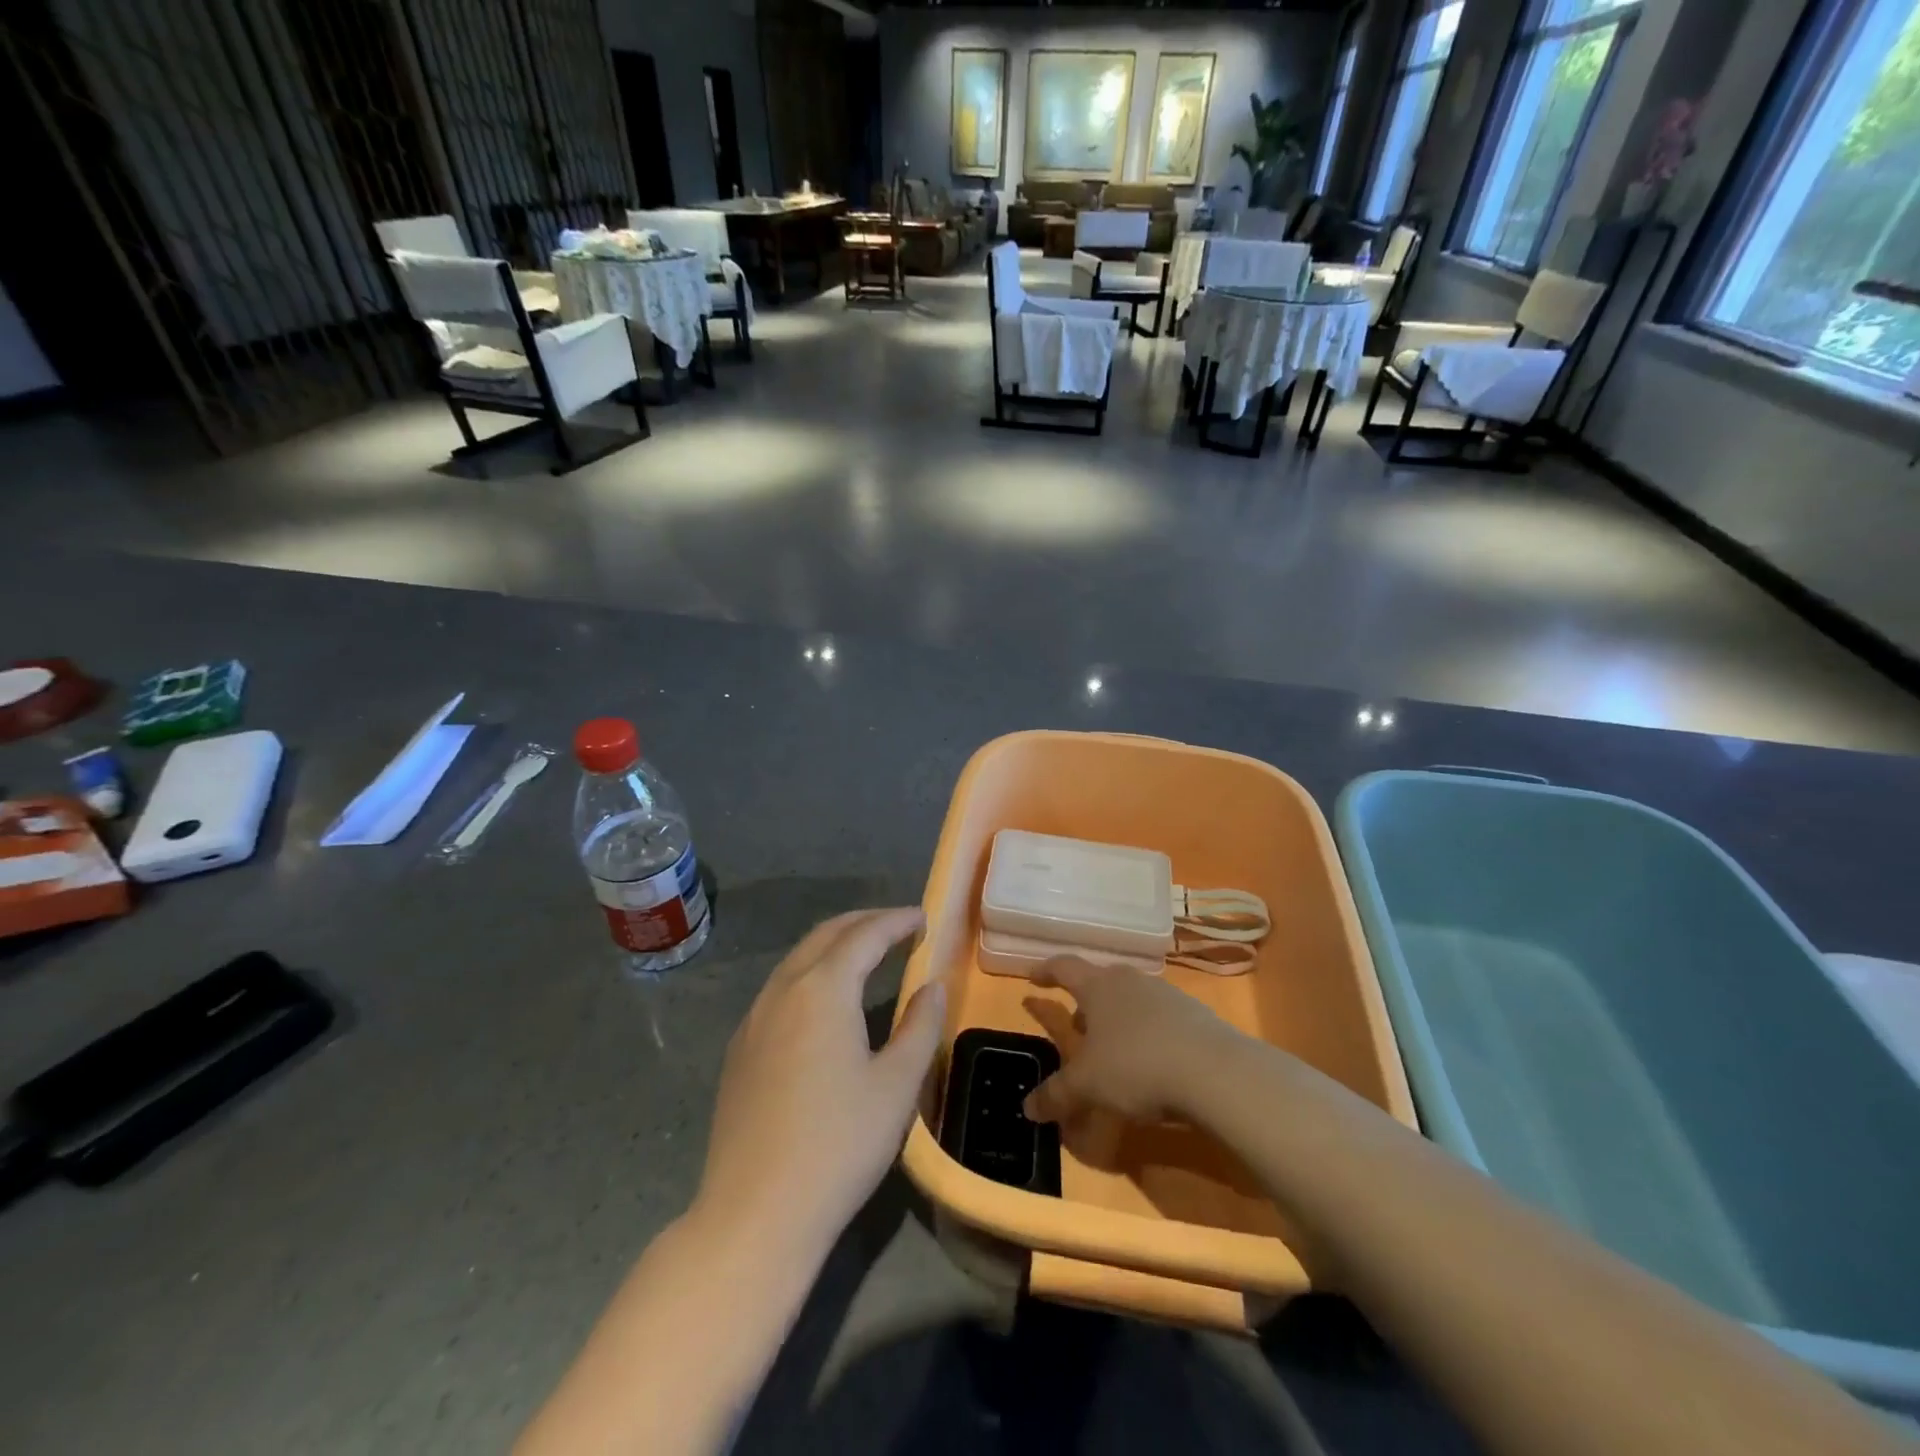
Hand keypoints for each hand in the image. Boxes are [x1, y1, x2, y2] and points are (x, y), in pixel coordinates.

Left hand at [696, 909, 944, 1256]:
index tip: (923, 918)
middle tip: (899, 926)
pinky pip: (780, 988)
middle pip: (826, 935)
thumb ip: (920, 1027)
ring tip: (867, 953)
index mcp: (823, 990)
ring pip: (798, 959)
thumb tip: (932, 988)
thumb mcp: (897, 1086)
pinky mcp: (740, 1049)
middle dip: (864, 923)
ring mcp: (754, 1019)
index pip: (865, 936)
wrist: (754, 1214)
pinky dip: (811, 972)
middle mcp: (783, 990)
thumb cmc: (838, 1145)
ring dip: (834, 944)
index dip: (897, 922)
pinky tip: (824, 1000)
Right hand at [1022, 957, 1240, 1126]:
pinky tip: (1151, 1062)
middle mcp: (1130, 981)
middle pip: (1100, 982)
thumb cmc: (1136, 1066)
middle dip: (1086, 1003)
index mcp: (1098, 987)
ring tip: (1113, 1049)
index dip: (1046, 971)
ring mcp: (1165, 995)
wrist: (1214, 1071)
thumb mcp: (1088, 1086)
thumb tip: (1028, 1108)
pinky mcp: (1194, 1015)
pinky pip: (1159, 1018)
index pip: (1065, 967)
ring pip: (1131, 1000)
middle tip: (1076, 1027)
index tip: (1033, 978)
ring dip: (1117, 1019)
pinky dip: (1147, 1034)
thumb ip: (1056, 1095)